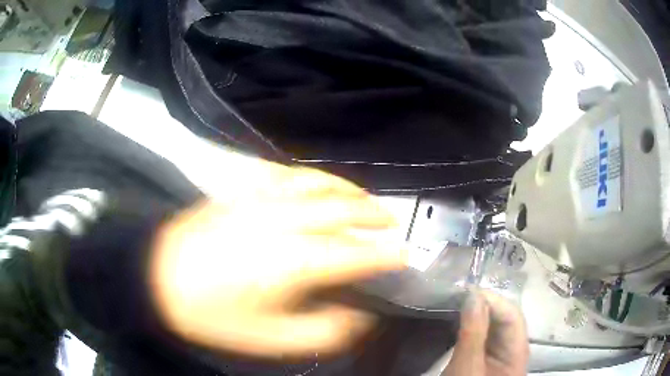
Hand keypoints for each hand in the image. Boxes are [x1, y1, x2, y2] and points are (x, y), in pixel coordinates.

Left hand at [148, 162, 406, 358]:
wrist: (157, 276)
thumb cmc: (212, 314)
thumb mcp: (270, 340)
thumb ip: (322, 332)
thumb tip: (358, 316)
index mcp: (293, 261)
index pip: (355, 252)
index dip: (385, 254)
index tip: (404, 255)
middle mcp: (284, 221)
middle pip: (342, 209)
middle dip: (374, 215)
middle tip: (393, 223)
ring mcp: (262, 199)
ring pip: (319, 183)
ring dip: (349, 190)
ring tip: (366, 200)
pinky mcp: (243, 189)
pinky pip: (288, 174)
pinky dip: (314, 177)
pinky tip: (320, 183)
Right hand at [443, 291, 528, 375]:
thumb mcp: (467, 369)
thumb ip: (473, 333)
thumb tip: (473, 295)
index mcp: (518, 351)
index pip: (512, 315)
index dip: (492, 301)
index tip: (465, 293)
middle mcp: (514, 347)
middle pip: (506, 317)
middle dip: (484, 304)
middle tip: (457, 297)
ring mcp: (502, 351)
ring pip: (495, 323)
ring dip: (478, 312)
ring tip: (456, 304)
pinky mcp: (489, 355)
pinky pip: (485, 333)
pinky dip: (473, 323)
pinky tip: (460, 320)